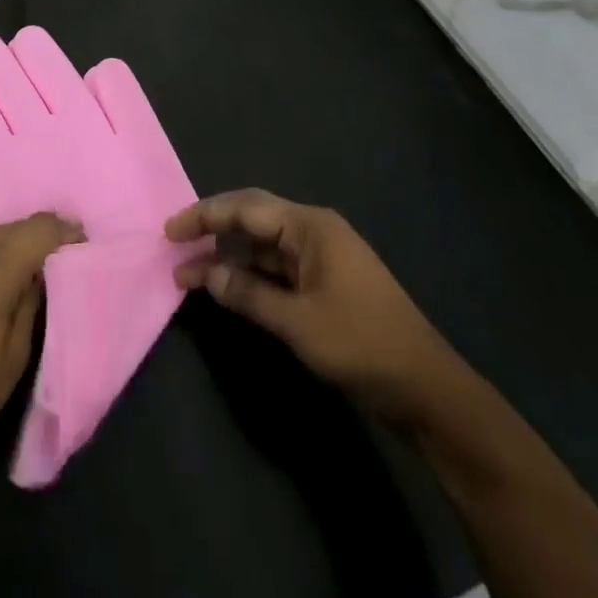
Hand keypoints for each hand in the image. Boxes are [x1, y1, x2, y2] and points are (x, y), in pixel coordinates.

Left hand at [0, 213, 82, 476]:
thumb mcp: (15, 356)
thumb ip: (32, 301)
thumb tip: (42, 270)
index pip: (38, 229)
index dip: (64, 231)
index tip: (82, 243)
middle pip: (12, 227)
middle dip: (38, 238)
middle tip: (58, 259)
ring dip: (10, 245)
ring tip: (26, 271)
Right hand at [168, 189, 451, 425]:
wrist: (428, 390)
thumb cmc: (361, 344)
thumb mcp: (298, 323)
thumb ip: (248, 295)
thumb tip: (206, 275)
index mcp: (310, 226)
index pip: (245, 208)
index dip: (204, 216)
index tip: (169, 232)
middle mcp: (314, 231)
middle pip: (252, 220)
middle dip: (212, 231)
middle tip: (174, 246)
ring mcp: (321, 258)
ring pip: (263, 247)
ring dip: (229, 259)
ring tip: (190, 276)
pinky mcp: (325, 285)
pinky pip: (277, 269)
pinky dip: (250, 277)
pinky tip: (228, 290)